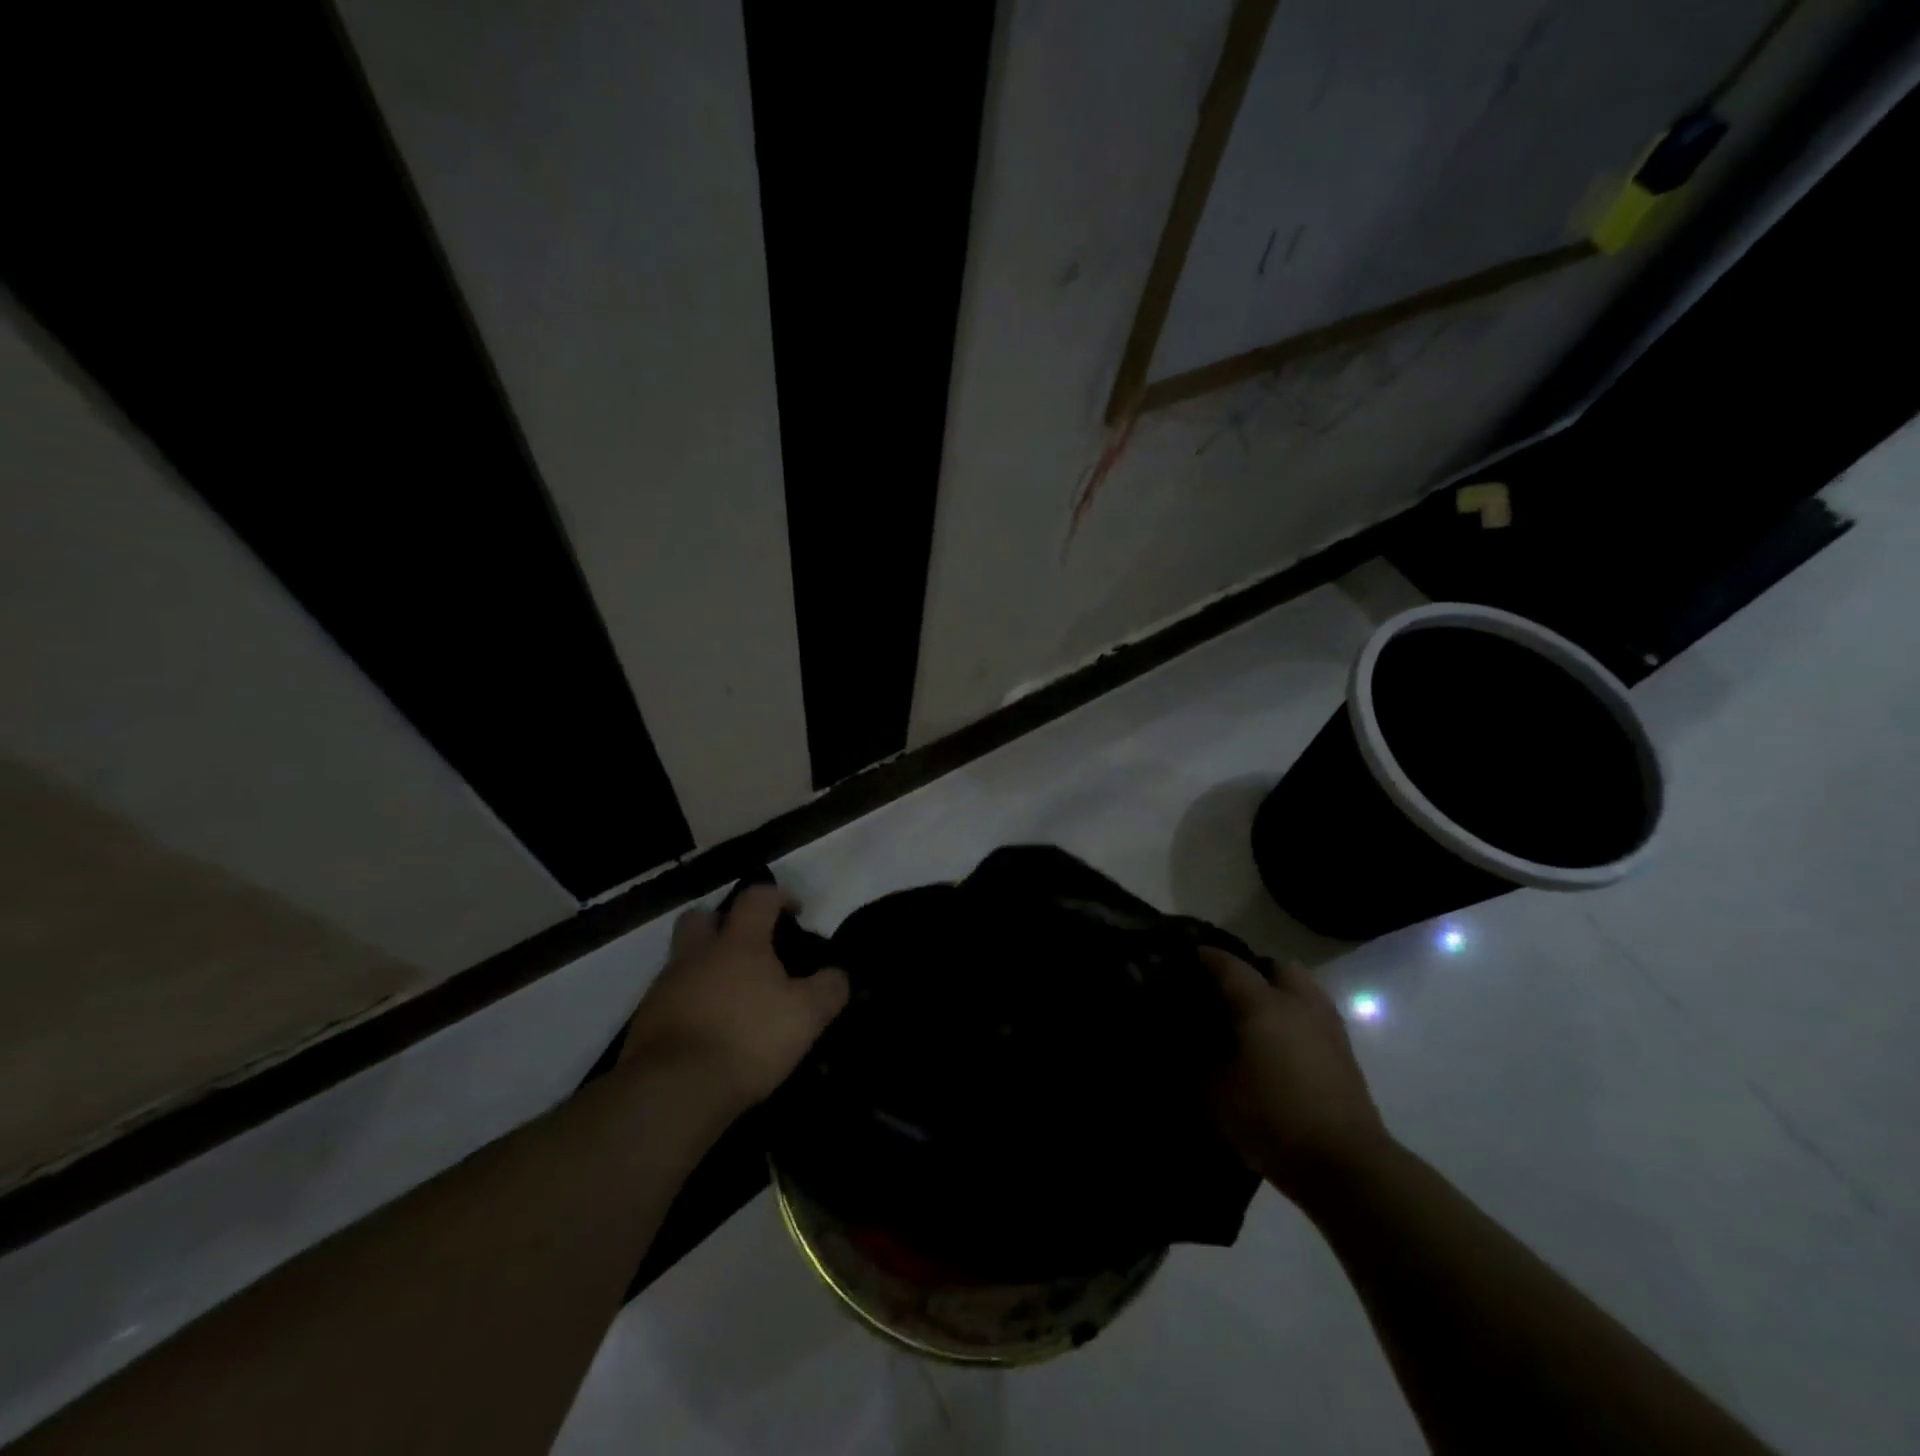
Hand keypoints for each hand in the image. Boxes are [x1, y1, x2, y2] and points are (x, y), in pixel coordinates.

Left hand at [621, 886, 849, 1112]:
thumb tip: (838, 974)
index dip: (779, 897)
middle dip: (723, 923)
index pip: (757, 897)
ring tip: (731, 998)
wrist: (674, 1091)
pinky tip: (708, 1030)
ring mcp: (665, 987)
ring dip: (704, 968)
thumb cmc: (748, 1039)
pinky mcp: (645, 1022)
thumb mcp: (807, 1015)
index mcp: (739, 943)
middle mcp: (698, 954)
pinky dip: (689, 1005)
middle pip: (702, 917)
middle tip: (747, 947)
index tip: (796, 912)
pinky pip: (670, 999)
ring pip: (683, 960)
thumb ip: (829, 988)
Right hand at [1200, 949, 1391, 1203]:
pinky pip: (1315, 1017)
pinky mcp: (1345, 1054)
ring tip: (1257, 1020)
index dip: (1206, 957)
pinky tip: (1280, 1046)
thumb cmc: (1272, 1119)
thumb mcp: (1216, 1092)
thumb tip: (1193, 1041)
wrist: (1344, 1165)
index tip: (1189, 957)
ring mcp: (1328, 1027)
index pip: (1229, 965)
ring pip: (1303, 990)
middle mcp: (1298, 1004)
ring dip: (1280, 994)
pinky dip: (1296, 1020)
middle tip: (1230, 993)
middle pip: (1277, 967)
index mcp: (1263, 1004)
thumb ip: (1199, 1058)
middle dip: (1253, 971)